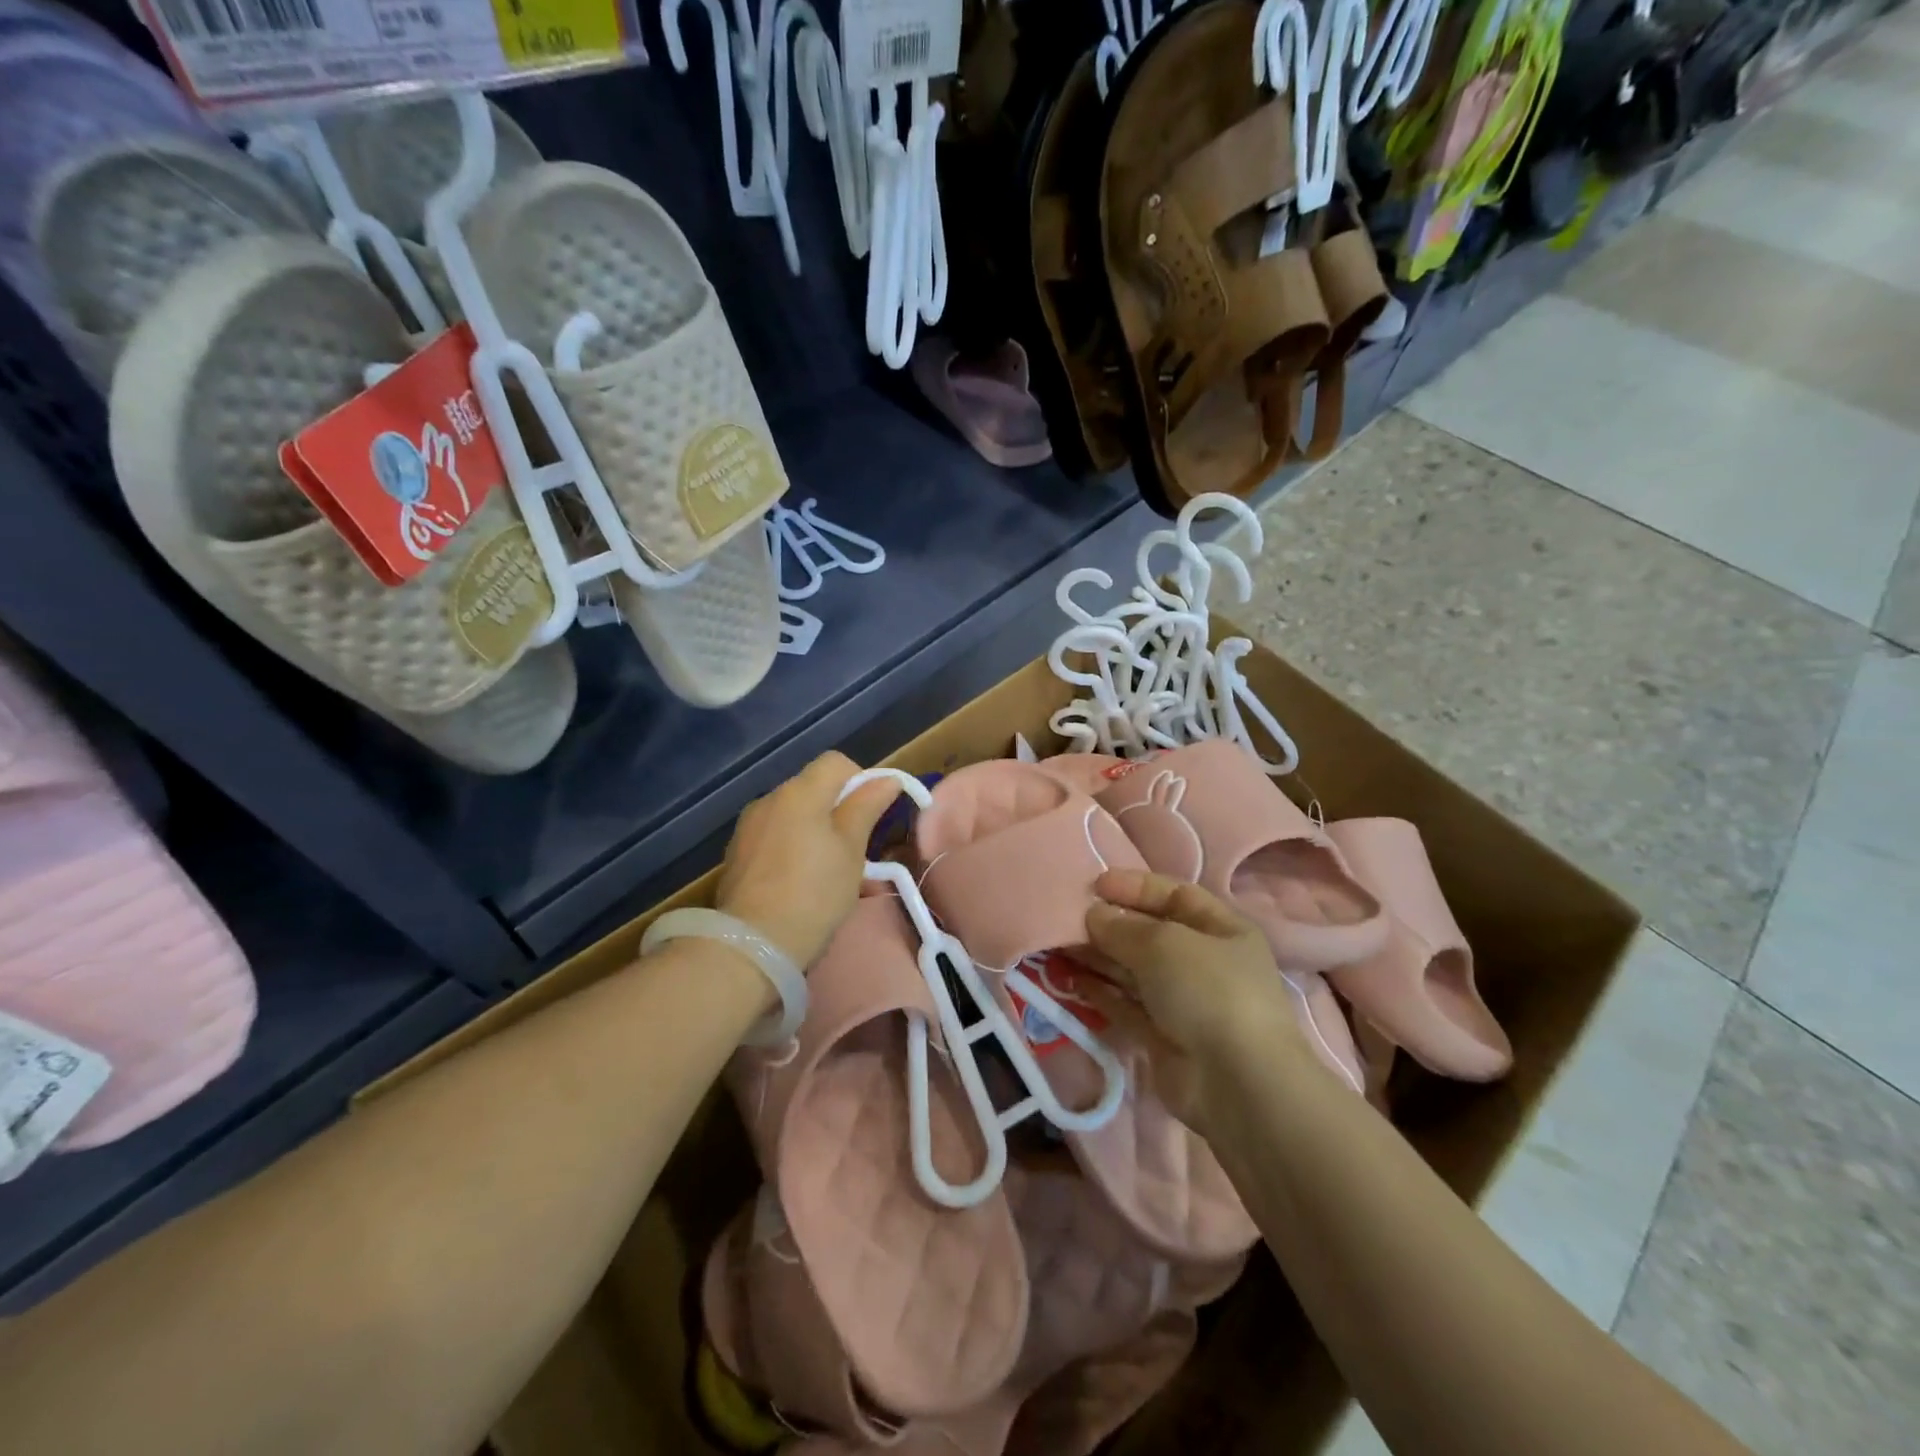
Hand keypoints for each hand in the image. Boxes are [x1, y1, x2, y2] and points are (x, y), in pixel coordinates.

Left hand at [715, 752, 901, 970]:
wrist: (753, 944)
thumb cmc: (815, 893)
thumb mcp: (851, 850)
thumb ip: (867, 807)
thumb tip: (887, 779)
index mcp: (799, 792)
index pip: (836, 763)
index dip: (861, 781)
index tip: (871, 817)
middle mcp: (769, 799)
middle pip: (812, 788)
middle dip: (838, 810)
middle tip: (855, 850)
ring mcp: (748, 827)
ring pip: (793, 815)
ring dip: (814, 831)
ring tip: (828, 871)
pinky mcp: (736, 855)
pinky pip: (773, 837)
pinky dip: (791, 848)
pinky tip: (799, 882)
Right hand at [1083, 868, 1305, 1129]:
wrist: (1236, 1083)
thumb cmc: (1209, 990)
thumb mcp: (1164, 943)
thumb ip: (1122, 926)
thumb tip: (1093, 916)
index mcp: (1221, 929)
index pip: (1174, 895)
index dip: (1135, 887)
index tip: (1095, 884)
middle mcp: (1204, 962)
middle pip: (1149, 933)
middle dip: (1109, 924)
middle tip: (1066, 917)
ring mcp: (1183, 1001)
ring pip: (1132, 970)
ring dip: (1097, 957)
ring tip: (1056, 945)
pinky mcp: (1161, 1036)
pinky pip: (1124, 1004)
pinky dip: (1099, 991)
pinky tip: (1069, 979)